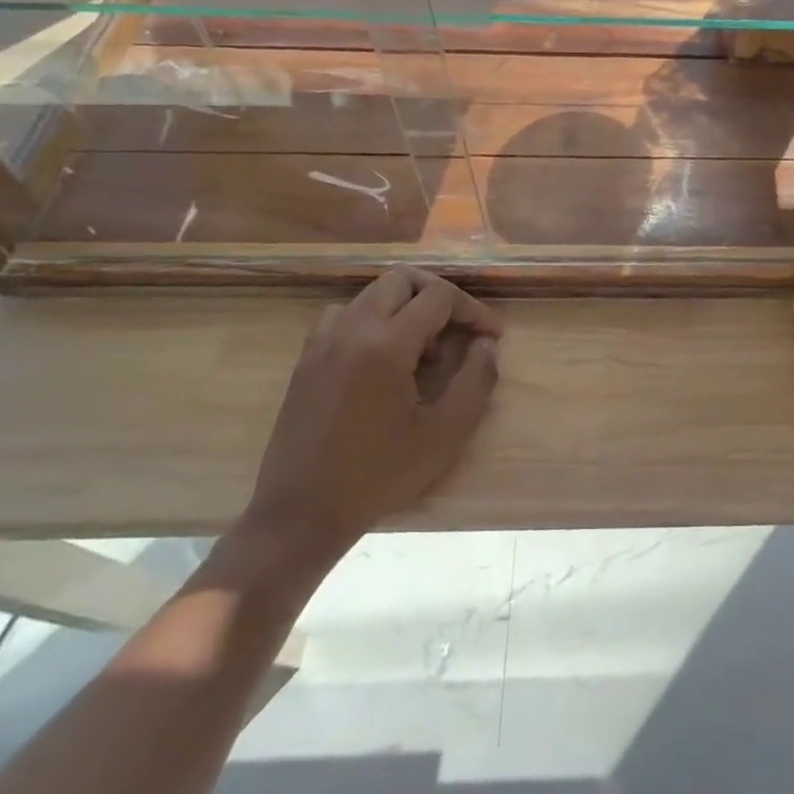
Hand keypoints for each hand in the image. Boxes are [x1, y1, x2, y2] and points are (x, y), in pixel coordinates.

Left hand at [240, 269, 503, 565]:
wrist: (300, 514)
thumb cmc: (378, 476)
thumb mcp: (444, 435)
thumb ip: (475, 382)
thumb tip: (486, 345)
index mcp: (386, 344)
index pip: (439, 297)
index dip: (473, 310)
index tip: (492, 336)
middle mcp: (352, 329)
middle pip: (402, 280)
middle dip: (440, 295)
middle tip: (462, 328)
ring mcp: (323, 341)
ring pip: (372, 293)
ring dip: (405, 305)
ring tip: (424, 345)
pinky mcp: (306, 358)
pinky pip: (344, 314)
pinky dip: (372, 319)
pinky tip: (383, 354)